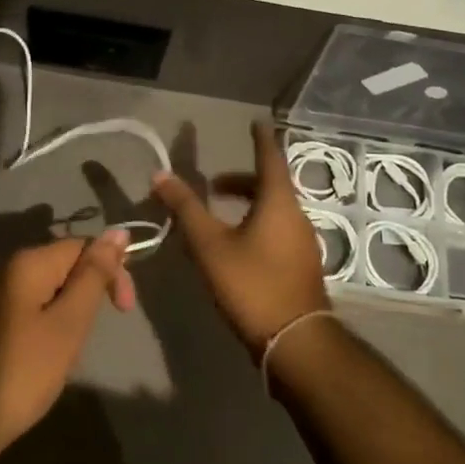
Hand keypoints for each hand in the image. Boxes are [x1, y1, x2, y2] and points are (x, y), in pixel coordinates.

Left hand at [0, 229, 135, 463]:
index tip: (124, 310)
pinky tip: (50, 352)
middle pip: (65, 263)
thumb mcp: (69, 323)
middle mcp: (8, 269)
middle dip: (91, 291)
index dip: (111, 271)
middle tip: (96, 333)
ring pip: (49, 288)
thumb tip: (118, 232)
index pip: (83, 246)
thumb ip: (94, 276)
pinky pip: (31, 307)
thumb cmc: (23, 372)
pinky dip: (50, 322)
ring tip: (74, 347)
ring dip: (71, 309)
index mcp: (28, 263)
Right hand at [152, 120, 329, 355]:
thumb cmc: (251, 284)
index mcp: (278, 202)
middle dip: (242, 180)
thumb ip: (185, 208)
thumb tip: (160, 174)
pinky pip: (279, 230)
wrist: (295, 341)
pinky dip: (258, 224)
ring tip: (219, 216)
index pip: (270, 157)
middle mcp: (297, 216)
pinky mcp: (302, 266)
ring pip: (275, 210)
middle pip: (271, 186)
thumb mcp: (209, 245)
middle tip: (214, 185)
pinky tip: (238, 246)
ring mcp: (304, 243)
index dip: (261, 139)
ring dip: (249, 204)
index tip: (256, 122)